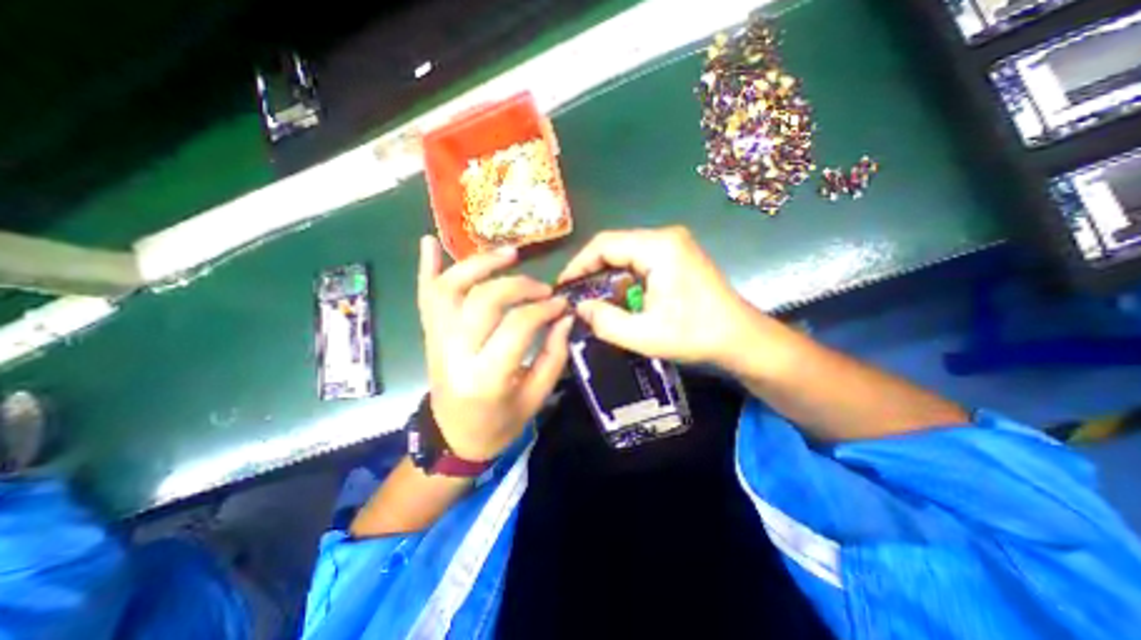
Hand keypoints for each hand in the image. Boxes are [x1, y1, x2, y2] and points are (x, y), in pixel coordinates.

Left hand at [417, 234, 574, 458]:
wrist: (453, 437)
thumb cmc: (499, 424)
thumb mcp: (536, 397)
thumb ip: (554, 355)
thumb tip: (565, 316)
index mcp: (486, 377)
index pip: (517, 326)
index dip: (544, 308)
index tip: (562, 304)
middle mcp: (454, 353)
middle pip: (484, 300)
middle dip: (519, 286)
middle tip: (542, 288)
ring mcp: (436, 341)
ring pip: (450, 289)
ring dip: (478, 264)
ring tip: (509, 254)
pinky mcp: (429, 335)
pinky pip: (425, 296)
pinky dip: (426, 267)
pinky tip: (430, 242)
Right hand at [558, 225, 771, 367]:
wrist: (741, 338)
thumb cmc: (696, 335)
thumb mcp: (644, 335)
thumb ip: (606, 322)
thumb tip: (580, 308)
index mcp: (658, 247)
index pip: (605, 244)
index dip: (579, 264)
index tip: (564, 287)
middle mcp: (666, 237)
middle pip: (615, 246)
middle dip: (592, 271)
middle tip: (576, 296)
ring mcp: (674, 245)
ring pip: (626, 254)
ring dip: (608, 276)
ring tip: (594, 300)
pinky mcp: (678, 256)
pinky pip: (641, 261)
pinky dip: (625, 278)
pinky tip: (620, 298)